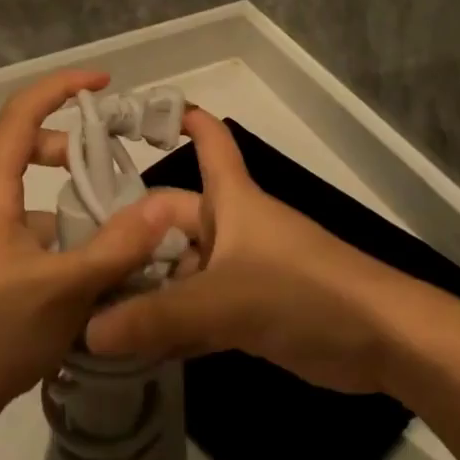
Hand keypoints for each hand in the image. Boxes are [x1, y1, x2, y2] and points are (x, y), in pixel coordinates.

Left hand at [0, 70, 178, 419]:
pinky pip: (24, 227)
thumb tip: (161, 207)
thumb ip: (117, 246)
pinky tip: (87, 271)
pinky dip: (58, 232)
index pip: (20, 114)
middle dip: (72, 148)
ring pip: (28, 194)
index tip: (103, 83)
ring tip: (112, 230)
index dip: (60, 88)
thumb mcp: (66, 289)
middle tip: (111, 169)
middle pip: (25, 148)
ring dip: (69, 200)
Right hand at [85, 109, 419, 393]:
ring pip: (181, 272)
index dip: (180, 120)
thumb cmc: (304, 292)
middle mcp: (232, 228)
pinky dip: (170, 324)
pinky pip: (198, 311)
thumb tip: (88, 330)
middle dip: (131, 238)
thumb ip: (157, 317)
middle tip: (77, 262)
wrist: (382, 340)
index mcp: (232, 200)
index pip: (209, 143)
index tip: (136, 115)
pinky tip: (132, 345)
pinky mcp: (251, 312)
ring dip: (146, 289)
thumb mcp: (225, 300)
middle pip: (173, 221)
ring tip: (90, 308)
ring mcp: (242, 271)